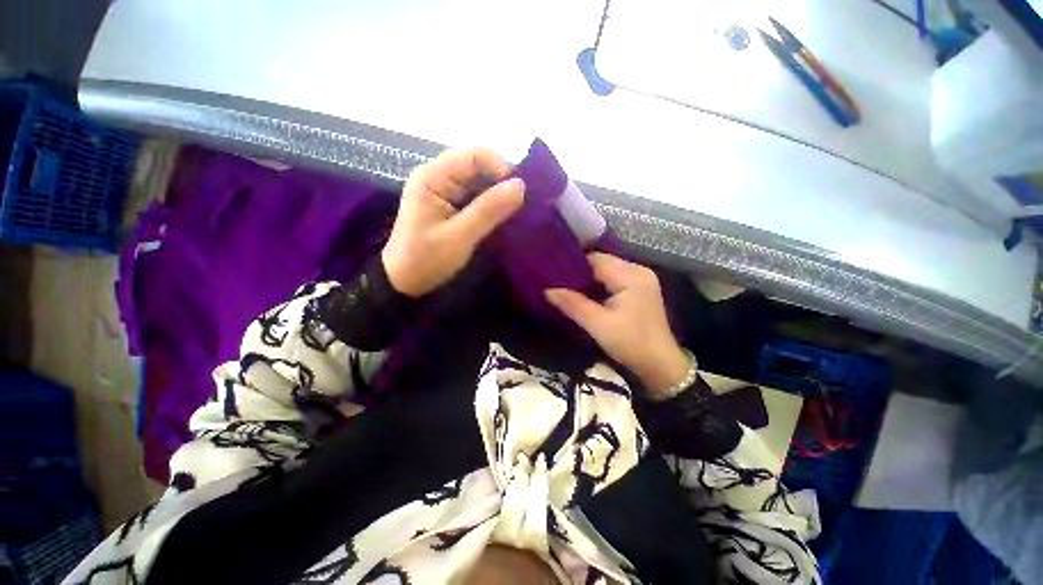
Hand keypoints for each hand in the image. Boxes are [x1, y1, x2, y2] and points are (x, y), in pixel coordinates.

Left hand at [382, 148, 524, 296]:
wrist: (404, 282)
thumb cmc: (426, 260)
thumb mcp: (459, 237)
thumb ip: (488, 210)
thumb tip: (520, 185)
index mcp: (433, 176)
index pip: (475, 155)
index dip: (501, 169)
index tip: (518, 194)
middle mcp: (437, 176)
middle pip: (478, 166)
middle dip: (501, 182)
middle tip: (520, 206)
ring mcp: (443, 190)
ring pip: (479, 181)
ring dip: (498, 194)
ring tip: (514, 212)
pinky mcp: (449, 204)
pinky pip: (475, 195)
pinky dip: (490, 204)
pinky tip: (501, 217)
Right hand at [546, 253, 691, 396]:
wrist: (660, 365)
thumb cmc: (631, 344)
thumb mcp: (598, 325)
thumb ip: (573, 304)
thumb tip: (546, 290)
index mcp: (630, 275)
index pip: (595, 259)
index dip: (573, 263)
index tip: (552, 271)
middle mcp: (638, 270)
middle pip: (602, 262)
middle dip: (579, 270)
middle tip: (555, 280)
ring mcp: (641, 279)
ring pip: (607, 270)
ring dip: (588, 278)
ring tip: (566, 285)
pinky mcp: (640, 289)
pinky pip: (613, 278)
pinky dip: (598, 284)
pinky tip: (585, 293)